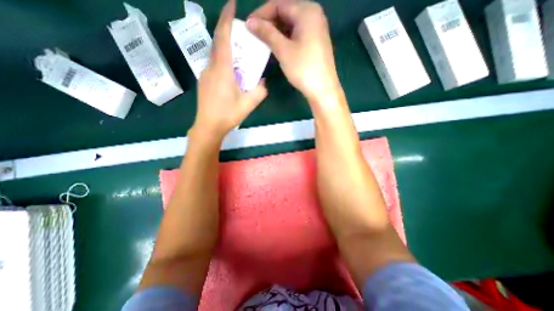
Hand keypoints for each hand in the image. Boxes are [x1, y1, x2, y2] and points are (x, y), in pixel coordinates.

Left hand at [194, 0, 267, 139]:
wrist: (208, 126)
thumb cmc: (228, 115)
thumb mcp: (249, 104)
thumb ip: (260, 91)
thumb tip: (264, 82)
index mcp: (222, 70)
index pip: (223, 38)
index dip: (226, 18)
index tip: (231, 4)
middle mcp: (211, 67)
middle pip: (218, 42)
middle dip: (227, 31)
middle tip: (241, 32)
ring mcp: (205, 74)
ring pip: (215, 54)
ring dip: (226, 47)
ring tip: (239, 53)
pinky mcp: (204, 81)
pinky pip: (213, 64)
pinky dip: (223, 60)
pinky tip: (231, 70)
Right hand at [248, 1, 342, 104]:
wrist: (323, 89)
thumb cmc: (303, 69)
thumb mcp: (283, 50)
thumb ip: (267, 33)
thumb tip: (250, 22)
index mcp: (307, 11)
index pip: (279, 4)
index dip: (261, 14)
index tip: (248, 26)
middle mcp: (313, 15)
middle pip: (286, 12)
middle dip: (269, 23)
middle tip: (255, 35)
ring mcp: (316, 29)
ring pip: (291, 24)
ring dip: (276, 32)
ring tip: (263, 42)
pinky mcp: (315, 42)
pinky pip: (297, 34)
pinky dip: (285, 39)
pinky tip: (277, 47)